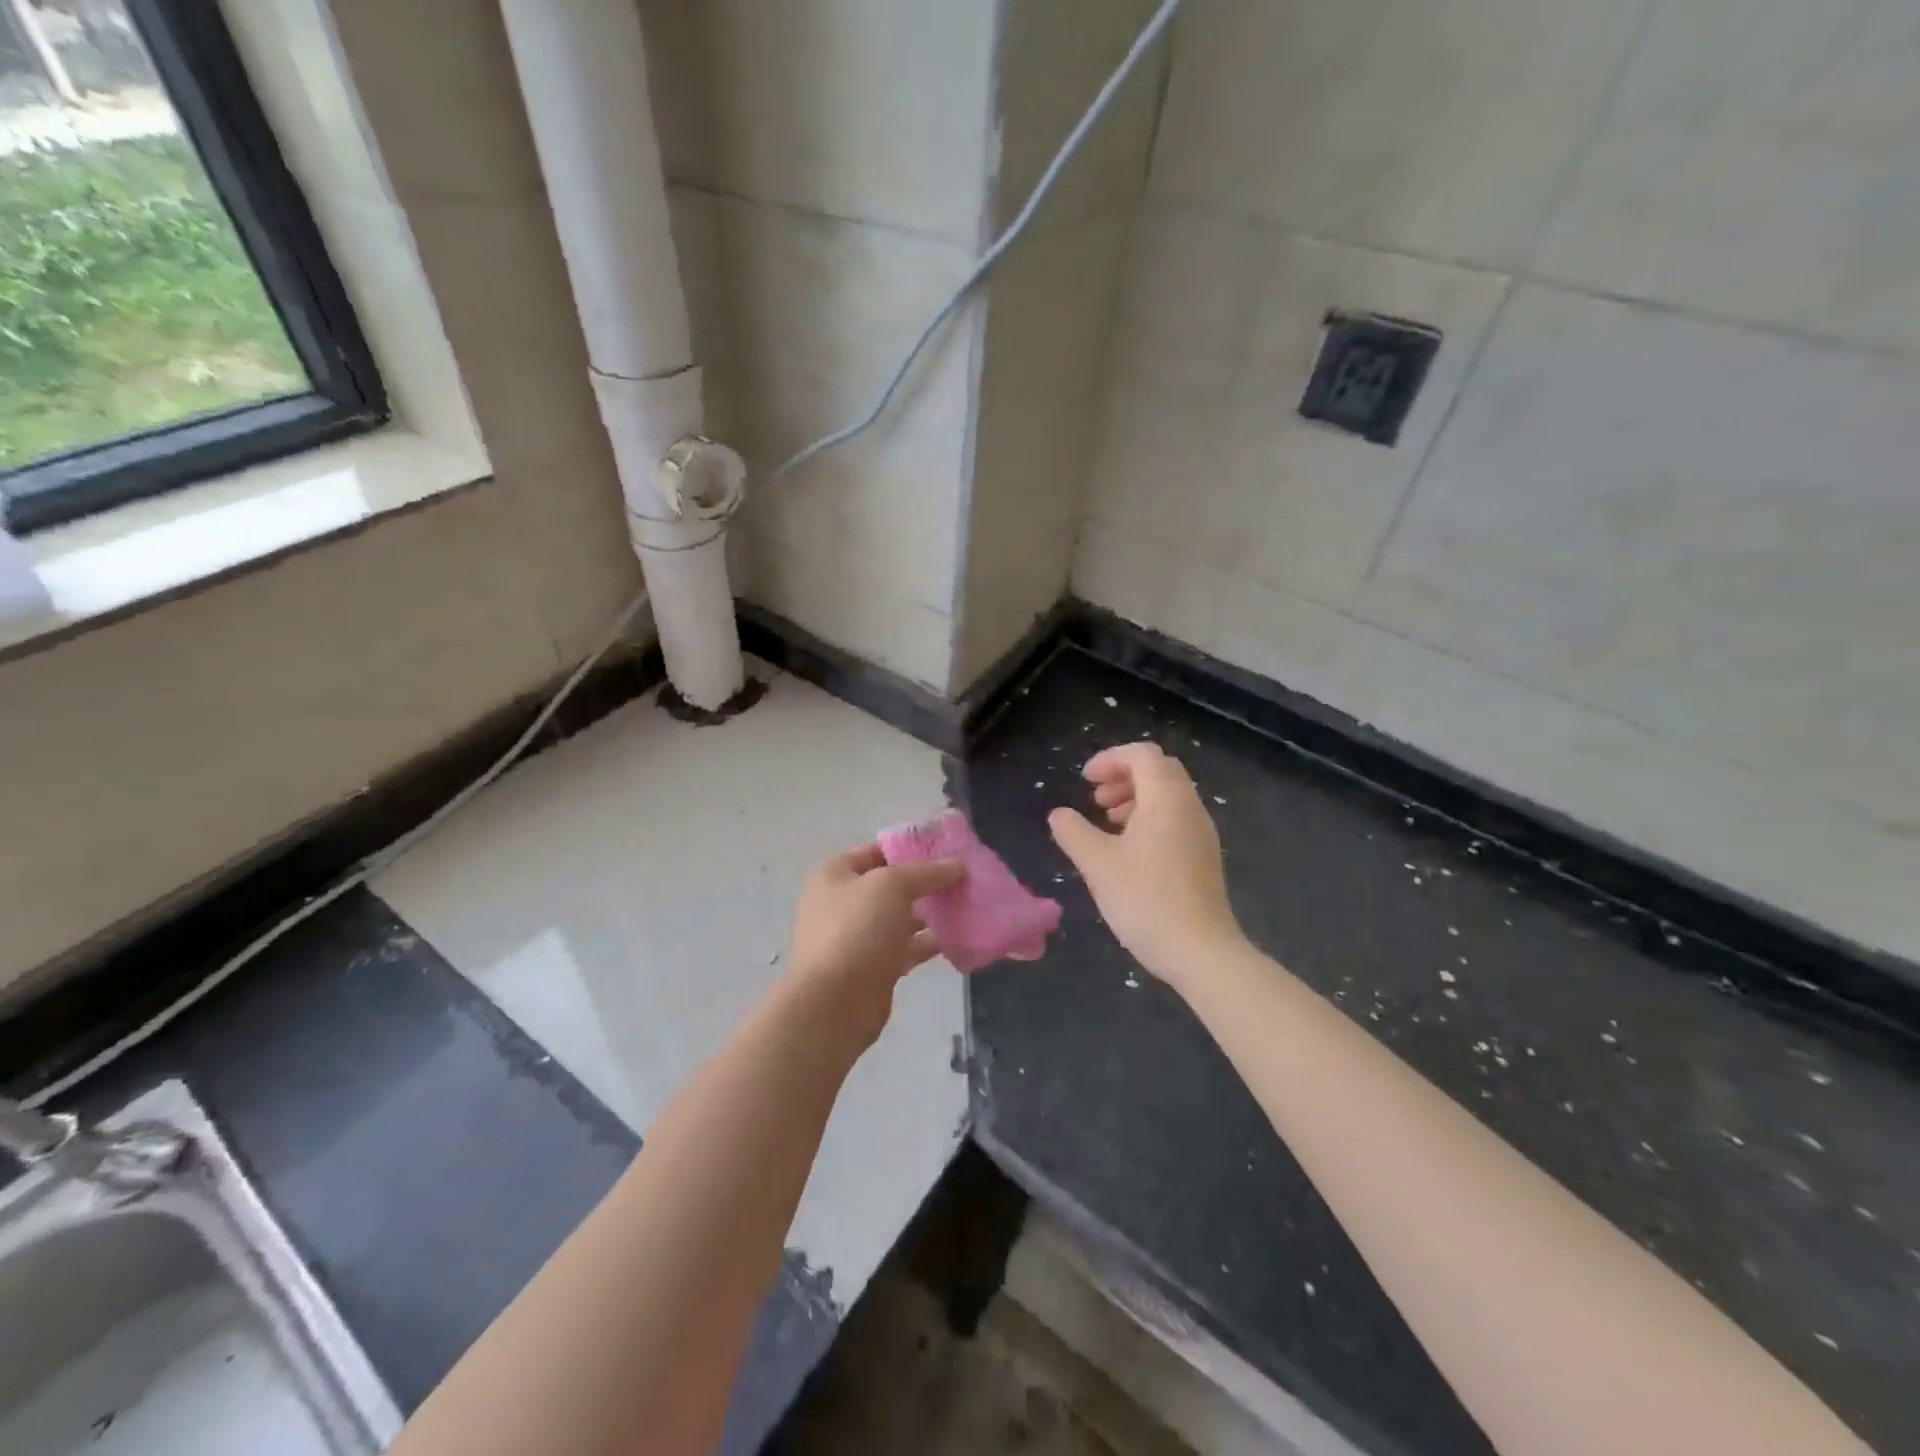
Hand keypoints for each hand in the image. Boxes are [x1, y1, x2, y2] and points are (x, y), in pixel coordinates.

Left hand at [786, 844, 963, 1041]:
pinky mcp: (873, 967)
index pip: (878, 850)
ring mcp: (857, 937)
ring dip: (931, 912)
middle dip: (926, 881)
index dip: (912, 848)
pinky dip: (929, 942)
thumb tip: (956, 865)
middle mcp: (842, 902)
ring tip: (968, 904)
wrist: (834, 1004)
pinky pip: (906, 947)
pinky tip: (959, 936)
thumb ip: (926, 872)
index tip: (949, 850)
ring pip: (901, 917)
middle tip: (965, 878)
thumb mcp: (892, 886)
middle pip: (891, 884)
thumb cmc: (857, 930)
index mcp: (835, 874)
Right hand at [1048, 743, 1242, 985]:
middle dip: (1124, 775)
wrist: (1200, 951)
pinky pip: (1176, 818)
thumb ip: (1073, 832)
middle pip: (1159, 770)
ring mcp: (1201, 832)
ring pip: (1169, 794)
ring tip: (1108, 820)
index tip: (1085, 781)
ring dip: (1136, 796)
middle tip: (1096, 798)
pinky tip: (1129, 849)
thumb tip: (1059, 815)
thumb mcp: (1098, 864)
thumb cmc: (1146, 900)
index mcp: (1167, 799)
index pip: (1142, 755)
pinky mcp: (1203, 856)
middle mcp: (1190, 807)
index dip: (1110, 759)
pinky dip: (1150, 817)